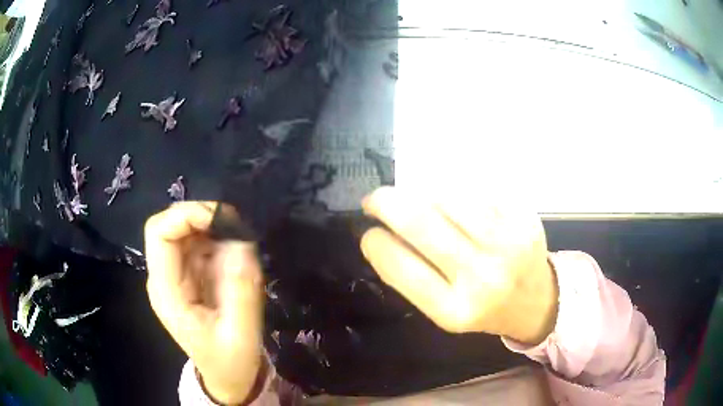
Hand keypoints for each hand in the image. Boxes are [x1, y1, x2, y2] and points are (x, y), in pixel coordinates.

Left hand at [145, 202, 263, 403]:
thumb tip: (242, 242)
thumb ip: (241, 290)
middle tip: (237, 226)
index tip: (221, 220)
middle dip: (202, 216)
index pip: (159, 233)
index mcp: (166, 291)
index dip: (185, 215)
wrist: (227, 376)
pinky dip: (220, 238)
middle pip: (170, 224)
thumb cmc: (231, 361)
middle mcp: (166, 276)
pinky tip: (237, 253)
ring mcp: (177, 274)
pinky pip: (200, 243)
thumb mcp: (241, 333)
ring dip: (214, 226)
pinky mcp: (191, 275)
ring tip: (242, 242)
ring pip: (186, 229)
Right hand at [361, 187, 557, 344]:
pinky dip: (453, 190)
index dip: (374, 242)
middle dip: (385, 202)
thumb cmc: (483, 308)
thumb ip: (413, 277)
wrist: (535, 300)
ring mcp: (507, 243)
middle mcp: (482, 277)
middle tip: (374, 199)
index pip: (399, 266)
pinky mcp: (523, 218)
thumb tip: (382, 231)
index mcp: (455, 309)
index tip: (367, 231)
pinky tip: (451, 199)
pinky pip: (475, 189)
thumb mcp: (444, 310)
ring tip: (416, 200)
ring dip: (420, 193)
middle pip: (420, 222)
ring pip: (447, 196)